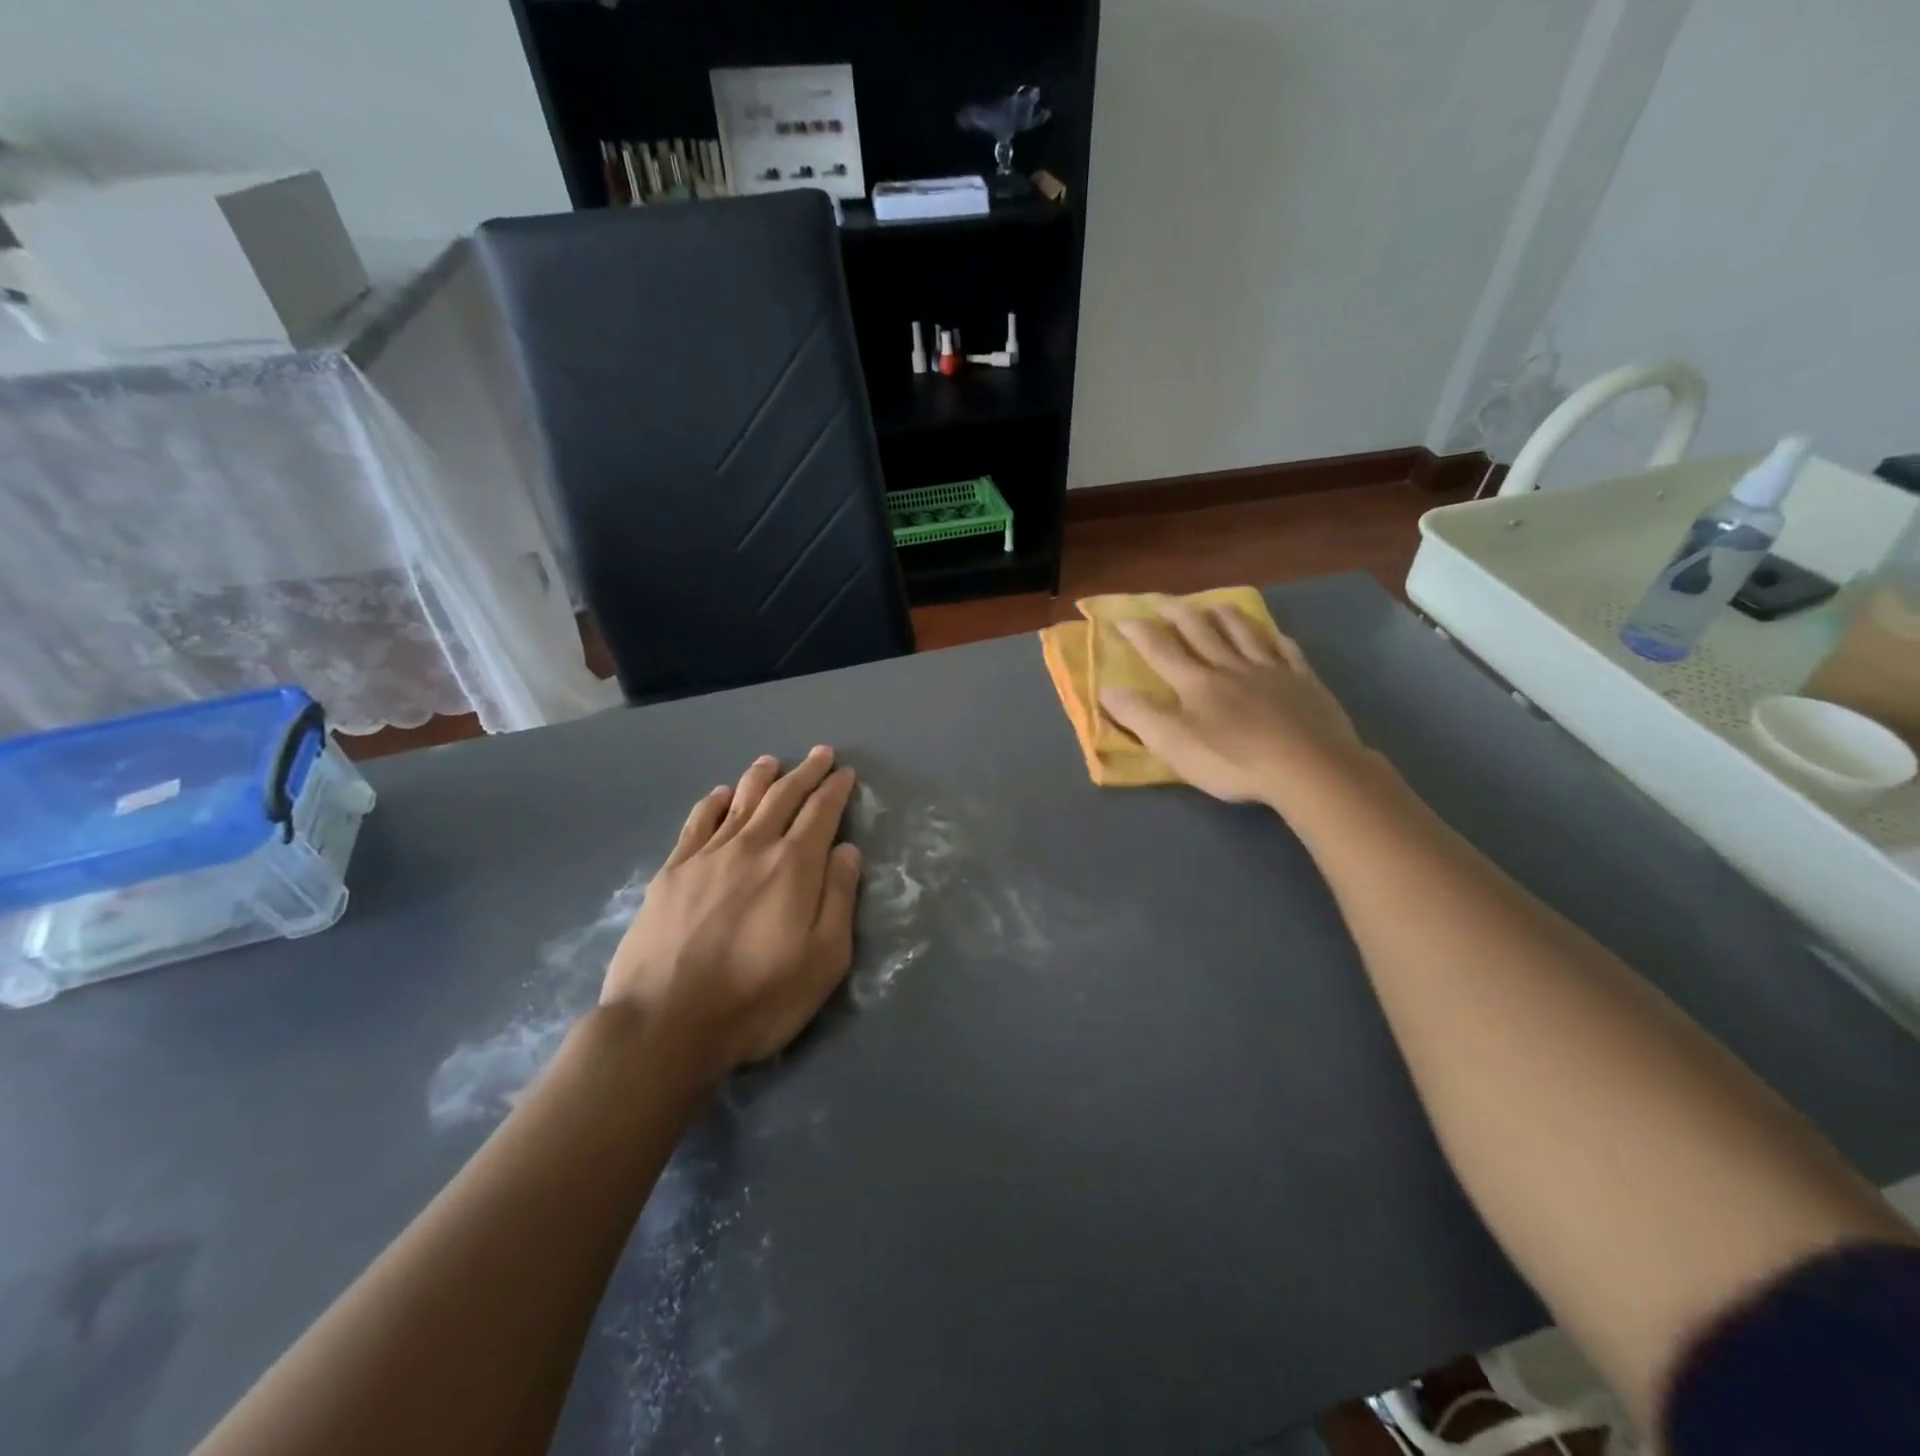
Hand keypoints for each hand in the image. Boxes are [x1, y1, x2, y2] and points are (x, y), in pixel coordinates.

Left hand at [603, 748, 862, 1075]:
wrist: (666, 1023)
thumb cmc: (758, 998)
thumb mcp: (824, 959)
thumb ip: (839, 898)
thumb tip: (846, 850)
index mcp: (793, 866)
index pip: (820, 813)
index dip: (835, 789)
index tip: (845, 772)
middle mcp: (752, 847)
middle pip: (783, 797)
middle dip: (805, 772)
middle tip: (820, 754)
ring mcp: (707, 856)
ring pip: (740, 802)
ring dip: (760, 778)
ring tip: (772, 762)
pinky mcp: (672, 872)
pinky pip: (698, 823)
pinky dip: (713, 803)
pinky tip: (721, 795)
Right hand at [1098, 603, 1372, 807]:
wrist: (1309, 768)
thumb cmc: (1234, 761)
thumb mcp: (1174, 745)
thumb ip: (1139, 716)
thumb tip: (1108, 690)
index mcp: (1196, 683)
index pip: (1160, 650)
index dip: (1139, 632)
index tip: (1122, 616)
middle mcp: (1230, 667)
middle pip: (1200, 630)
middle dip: (1177, 612)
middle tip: (1162, 599)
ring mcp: (1271, 671)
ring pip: (1243, 632)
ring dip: (1224, 615)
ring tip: (1213, 605)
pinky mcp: (1304, 682)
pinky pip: (1287, 650)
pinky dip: (1274, 638)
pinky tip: (1273, 636)